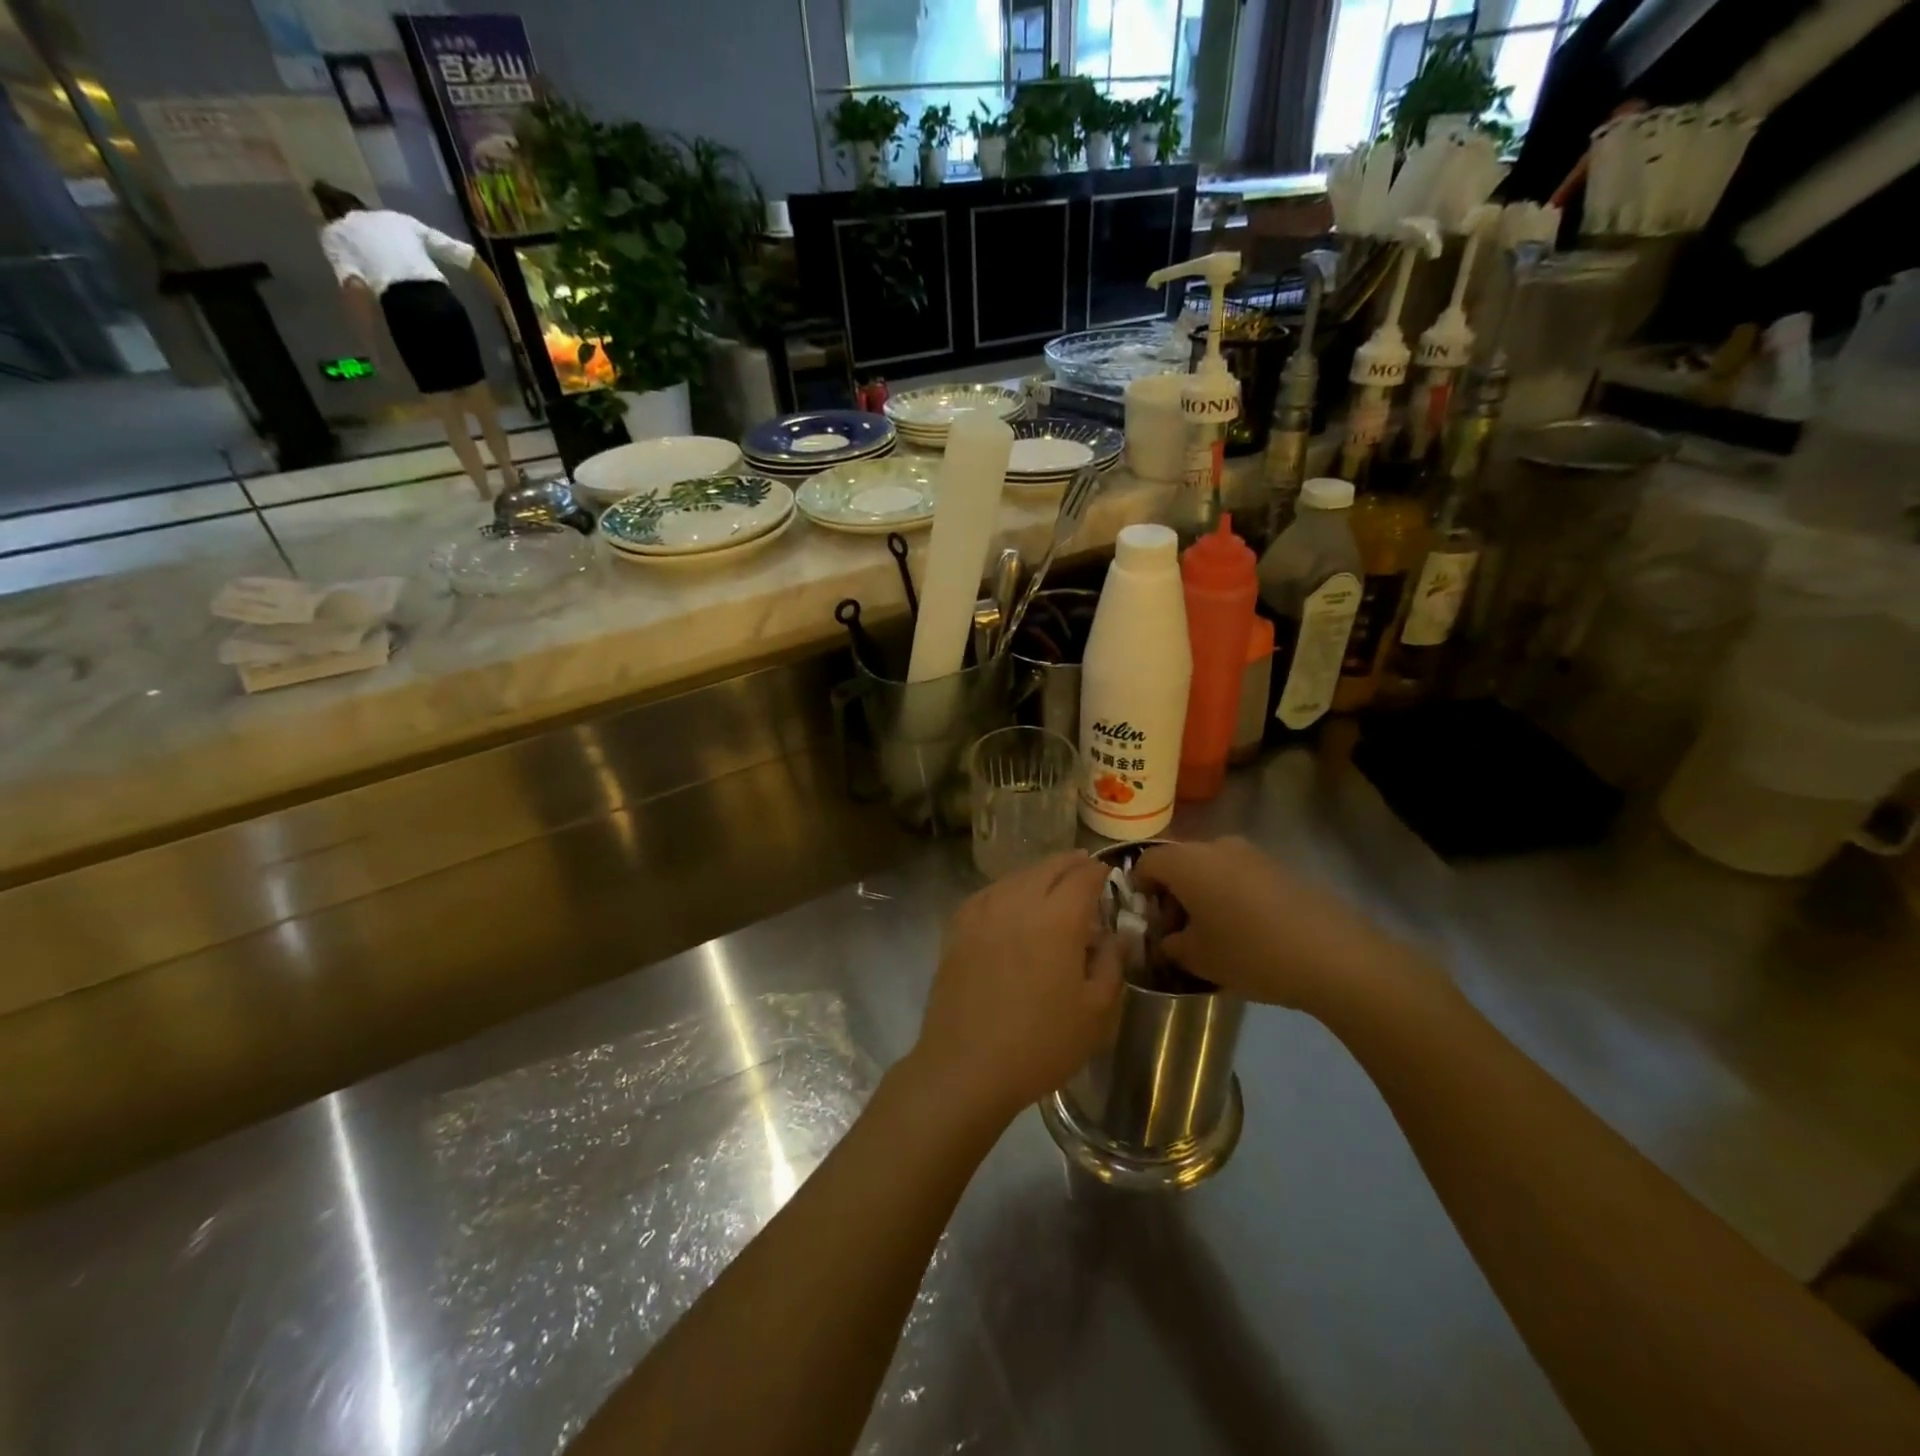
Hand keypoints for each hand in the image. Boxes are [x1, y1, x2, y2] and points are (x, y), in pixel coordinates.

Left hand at [909, 852, 1121, 1127]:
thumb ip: (1111, 965)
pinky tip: (1009, 900)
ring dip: (1037, 873)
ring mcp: (982, 913)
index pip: (1082, 877)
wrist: (966, 1066)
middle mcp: (1018, 904)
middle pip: (1047, 868)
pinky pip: (987, 894)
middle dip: (1069, 863)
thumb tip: (1116, 936)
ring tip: (1050, 880)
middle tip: (1083, 865)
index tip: (1107, 872)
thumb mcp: (1096, 1013)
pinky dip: (1005, 888)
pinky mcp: (957, 929)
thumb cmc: (1041, 1044)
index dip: (1098, 871)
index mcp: (1057, 919)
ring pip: (1015, 877)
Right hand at [1132, 838, 1393, 1011]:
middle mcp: (1215, 847)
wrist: (1333, 955)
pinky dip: (1230, 895)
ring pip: (1211, 867)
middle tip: (1177, 930)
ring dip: (1202, 893)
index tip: (1147, 919)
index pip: (1146, 862)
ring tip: (1213, 932)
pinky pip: (1239, 875)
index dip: (1138, 889)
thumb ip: (1171, 945)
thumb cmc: (1250, 953)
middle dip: (1171, 892)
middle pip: (1179, 862)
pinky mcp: (1279, 867)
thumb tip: (1169, 939)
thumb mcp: (1198, 959)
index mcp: (1186, 862)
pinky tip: (1246, 930)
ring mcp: (1251, 854)